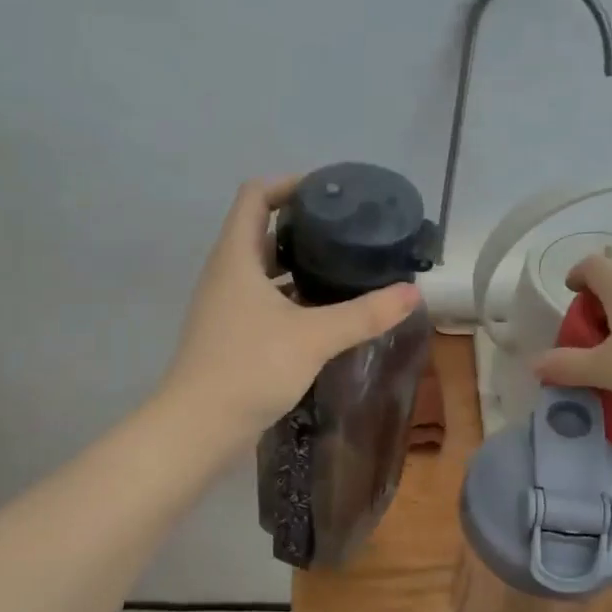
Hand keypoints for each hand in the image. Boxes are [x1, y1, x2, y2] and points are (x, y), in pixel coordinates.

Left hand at [162, 176, 422, 444]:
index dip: (290, 184)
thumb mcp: (314, 337)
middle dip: (302, 224)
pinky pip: (264, 299)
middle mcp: (227, 274)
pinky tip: (324, 311)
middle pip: (261, 230)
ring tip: (343, 266)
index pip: (255, 196)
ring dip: (298, 263)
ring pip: (264, 269)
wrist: (199, 427)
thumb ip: (364, 314)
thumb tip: (412, 293)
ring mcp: (226, 305)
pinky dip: (292, 296)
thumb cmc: (249, 367)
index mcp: (236, 257)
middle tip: (347, 229)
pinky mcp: (232, 334)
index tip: (330, 191)